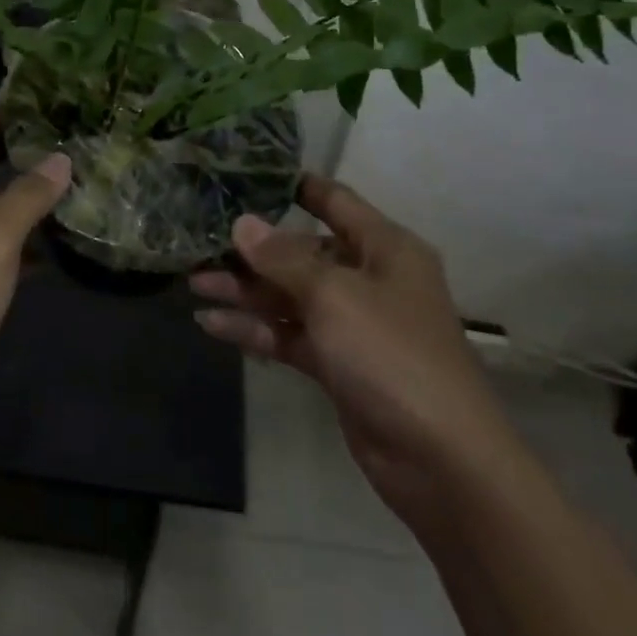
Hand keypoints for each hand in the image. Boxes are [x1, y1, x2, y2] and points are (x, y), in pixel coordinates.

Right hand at [190, 174, 510, 518]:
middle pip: (304, 253)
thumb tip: (242, 224)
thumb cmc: (392, 354)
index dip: (296, 186)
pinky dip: (256, 329)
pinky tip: (212, 323)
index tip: (249, 175)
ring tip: (195, 282)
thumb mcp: (334, 295)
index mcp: (385, 248)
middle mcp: (370, 279)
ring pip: (291, 296)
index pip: (335, 202)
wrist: (441, 460)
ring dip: (246, 291)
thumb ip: (283, 259)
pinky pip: (291, 336)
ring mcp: (353, 325)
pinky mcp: (339, 366)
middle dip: (255, 251)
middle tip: (202, 242)